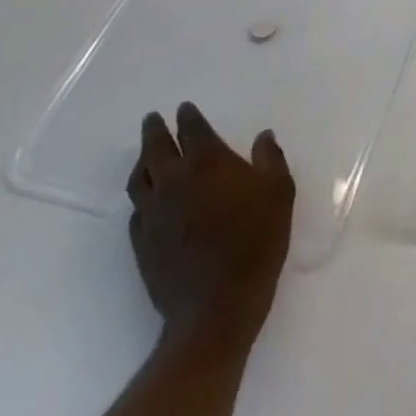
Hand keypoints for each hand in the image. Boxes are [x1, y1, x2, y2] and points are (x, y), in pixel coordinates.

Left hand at [128, 103, 295, 350]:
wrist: (216, 307)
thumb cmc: (255, 241)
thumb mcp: (279, 192)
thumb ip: (271, 157)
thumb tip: (263, 136)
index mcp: (206, 161)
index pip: (191, 128)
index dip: (188, 116)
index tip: (185, 108)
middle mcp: (173, 180)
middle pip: (155, 147)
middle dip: (154, 130)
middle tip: (152, 119)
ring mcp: (153, 213)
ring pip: (138, 178)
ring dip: (141, 161)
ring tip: (145, 155)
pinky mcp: (141, 243)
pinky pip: (136, 211)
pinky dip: (141, 197)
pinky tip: (147, 200)